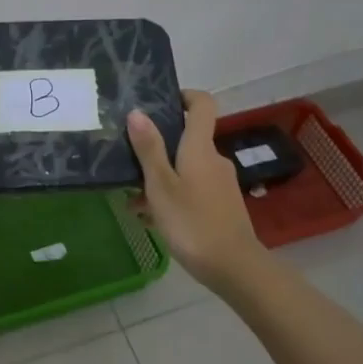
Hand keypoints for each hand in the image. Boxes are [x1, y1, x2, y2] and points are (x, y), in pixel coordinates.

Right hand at [126, 90, 263, 286]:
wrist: (233, 267)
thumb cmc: (192, 222)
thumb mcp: (161, 186)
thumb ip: (149, 149)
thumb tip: (137, 112)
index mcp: (200, 148)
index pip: (203, 104)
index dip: (185, 96)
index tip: (161, 102)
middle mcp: (214, 159)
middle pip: (187, 140)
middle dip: (157, 149)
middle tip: (129, 162)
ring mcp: (220, 184)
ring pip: (185, 169)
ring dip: (159, 179)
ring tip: (133, 202)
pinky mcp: (221, 205)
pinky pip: (192, 189)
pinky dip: (172, 197)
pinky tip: (150, 219)